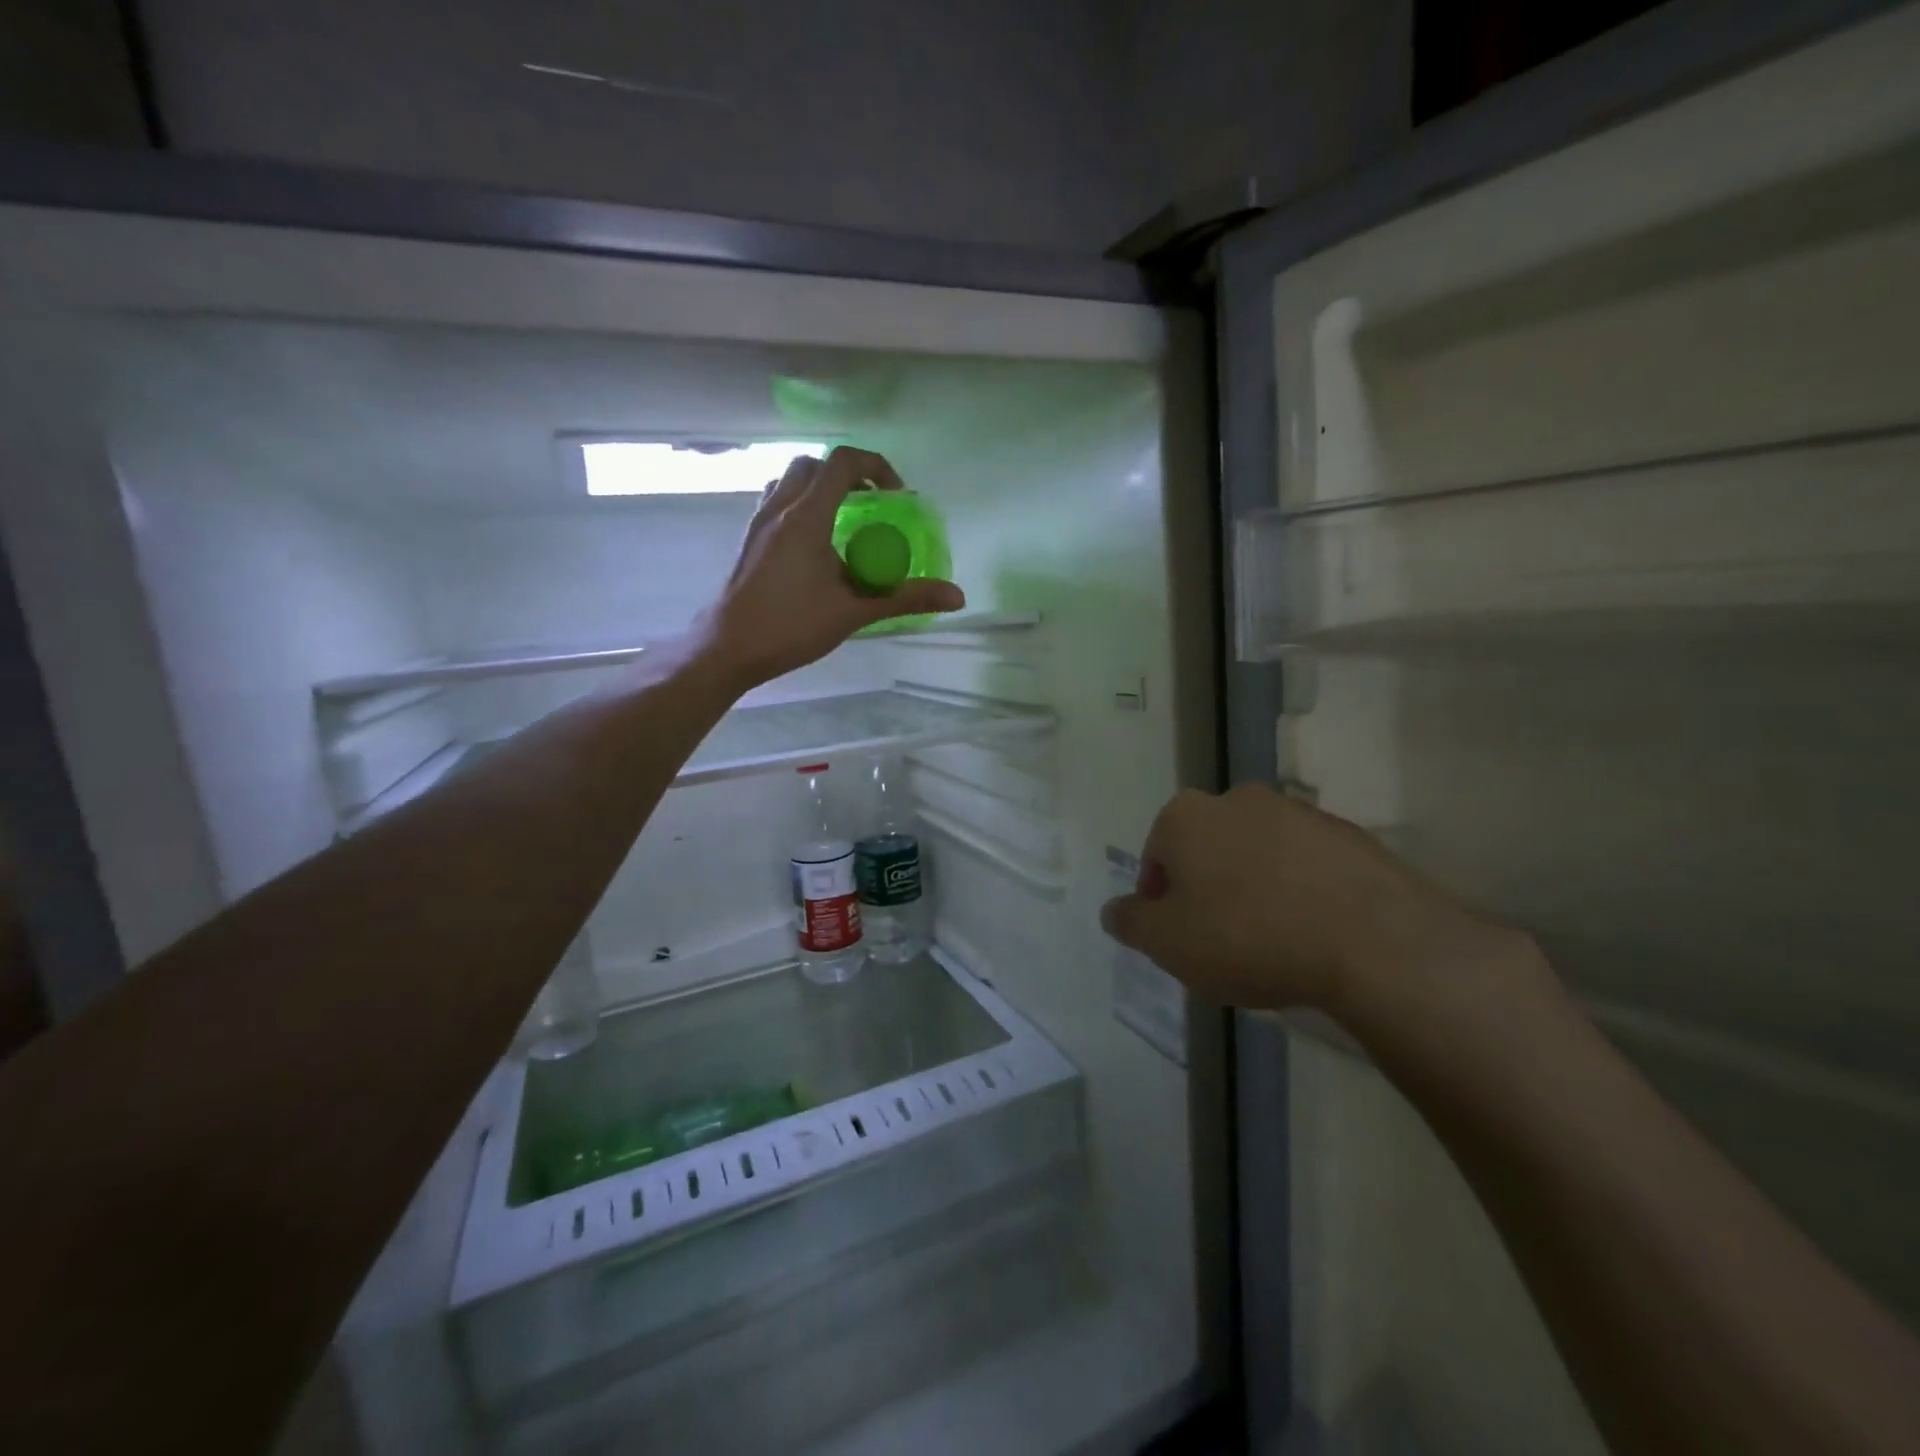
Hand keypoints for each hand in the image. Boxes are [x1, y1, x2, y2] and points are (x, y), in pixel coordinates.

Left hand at [698, 447, 963, 688]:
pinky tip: (814, 544)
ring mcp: (759, 522)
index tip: (896, 497)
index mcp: (807, 517)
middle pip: (815, 465)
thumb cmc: (790, 626)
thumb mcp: (854, 612)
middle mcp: (780, 508)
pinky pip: (777, 502)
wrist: (727, 647)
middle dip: (848, 475)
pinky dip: (800, 505)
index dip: (876, 467)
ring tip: (844, 521)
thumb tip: (956, 596)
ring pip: (791, 480)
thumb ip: (904, 598)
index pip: (842, 462)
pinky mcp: (749, 540)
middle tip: (871, 506)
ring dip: (821, 488)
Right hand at [1100, 784, 1517, 1017]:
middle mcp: (1238, 799)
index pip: (1156, 857)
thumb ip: (1131, 923)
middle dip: (1207, 889)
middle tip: (1219, 940)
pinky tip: (1312, 933)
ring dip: (1254, 887)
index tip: (1177, 939)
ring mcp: (1299, 812)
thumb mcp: (1168, 943)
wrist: (1373, 941)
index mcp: (1186, 816)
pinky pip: (1307, 865)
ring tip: (1270, 941)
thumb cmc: (1248, 936)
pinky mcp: (1350, 835)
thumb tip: (1114, 911)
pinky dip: (1301, 891)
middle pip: (1207, 849)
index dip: (1159, 900)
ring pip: (1258, 854)